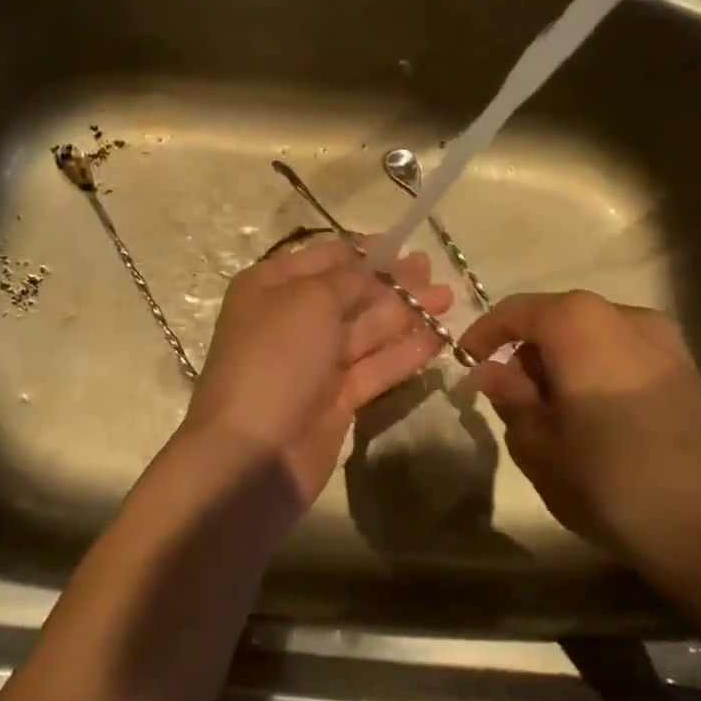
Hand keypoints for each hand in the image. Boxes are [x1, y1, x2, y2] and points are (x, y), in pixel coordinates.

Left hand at [175, 236, 452, 511]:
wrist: (253, 454)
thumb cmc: (275, 359)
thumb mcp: (309, 301)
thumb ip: (348, 280)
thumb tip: (374, 271)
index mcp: (271, 287)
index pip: (325, 258)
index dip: (364, 251)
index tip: (402, 245)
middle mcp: (291, 319)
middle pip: (350, 293)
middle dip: (392, 282)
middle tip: (433, 271)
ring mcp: (315, 362)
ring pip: (367, 330)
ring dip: (406, 313)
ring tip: (447, 299)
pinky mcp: (337, 399)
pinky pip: (376, 367)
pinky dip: (405, 352)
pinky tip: (438, 338)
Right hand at [462, 292, 700, 608]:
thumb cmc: (611, 482)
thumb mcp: (539, 444)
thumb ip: (510, 398)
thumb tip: (492, 372)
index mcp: (580, 324)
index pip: (517, 311)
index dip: (485, 333)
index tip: (466, 361)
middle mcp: (624, 316)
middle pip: (557, 319)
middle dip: (527, 352)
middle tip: (510, 398)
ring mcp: (665, 341)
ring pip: (592, 336)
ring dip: (562, 363)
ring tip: (552, 414)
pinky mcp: (688, 371)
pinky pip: (623, 354)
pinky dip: (596, 371)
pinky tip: (595, 419)